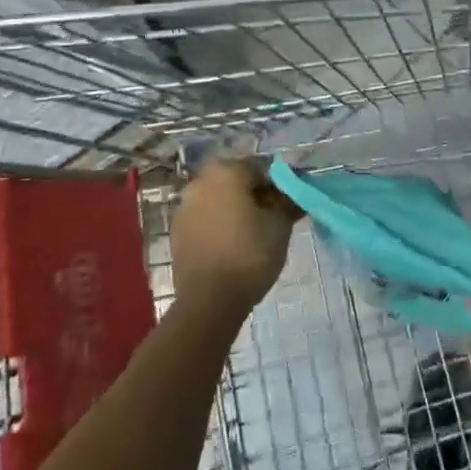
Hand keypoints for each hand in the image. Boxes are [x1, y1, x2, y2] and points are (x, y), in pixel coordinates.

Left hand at [170, 158, 296, 320]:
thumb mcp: (280, 225)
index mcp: (227, 170)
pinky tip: (229, 246)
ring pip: (218, 198)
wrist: (209, 301)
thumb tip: (294, 192)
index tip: (287, 206)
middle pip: (236, 180)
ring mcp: (184, 205)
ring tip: (250, 235)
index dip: (278, 186)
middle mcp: (201, 180)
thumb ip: (288, 200)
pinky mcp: (176, 230)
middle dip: (253, 195)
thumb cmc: (249, 255)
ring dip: (233, 208)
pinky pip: (203, 217)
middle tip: (270, 219)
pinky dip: (216, 224)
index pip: (261, 168)